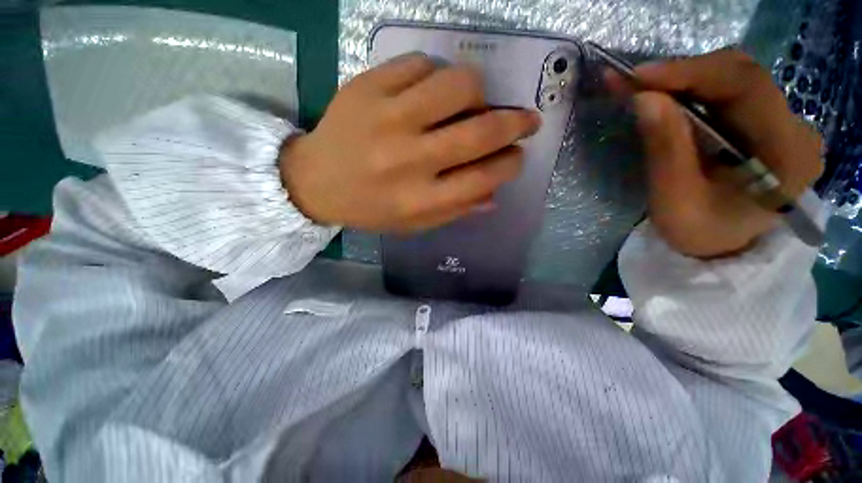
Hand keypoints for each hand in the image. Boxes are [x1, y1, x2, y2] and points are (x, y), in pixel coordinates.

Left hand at [280, 53, 540, 231]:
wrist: (314, 181)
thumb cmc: (370, 208)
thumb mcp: (413, 223)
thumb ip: (455, 210)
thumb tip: (495, 194)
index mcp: (420, 200)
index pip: (483, 178)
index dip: (510, 165)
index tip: (516, 156)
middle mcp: (409, 160)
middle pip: (480, 132)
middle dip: (516, 123)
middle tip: (526, 120)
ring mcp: (387, 119)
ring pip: (458, 86)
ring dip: (478, 93)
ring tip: (472, 104)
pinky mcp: (368, 87)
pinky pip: (421, 64)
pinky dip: (436, 75)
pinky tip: (429, 92)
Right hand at [611, 49, 822, 257]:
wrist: (721, 249)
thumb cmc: (701, 235)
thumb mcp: (675, 202)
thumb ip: (665, 150)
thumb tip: (644, 99)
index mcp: (787, 153)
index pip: (746, 87)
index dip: (690, 73)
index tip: (638, 76)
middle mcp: (794, 128)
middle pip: (740, 75)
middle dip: (681, 74)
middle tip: (630, 82)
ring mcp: (781, 122)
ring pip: (731, 79)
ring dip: (682, 80)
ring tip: (638, 87)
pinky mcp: (763, 123)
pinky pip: (726, 93)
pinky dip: (689, 90)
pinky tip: (661, 95)